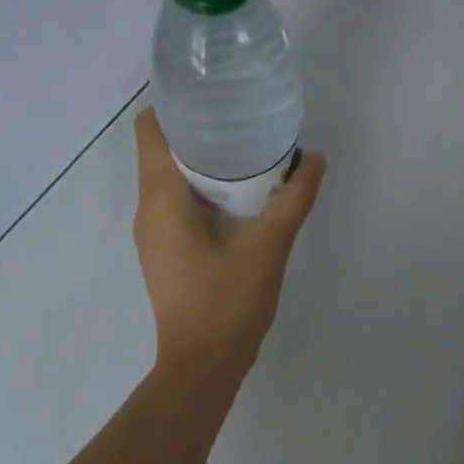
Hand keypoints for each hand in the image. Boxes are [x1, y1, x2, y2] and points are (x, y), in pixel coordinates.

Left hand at [133, 108, 325, 380]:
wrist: (203, 365)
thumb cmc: (228, 302)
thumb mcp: (269, 247)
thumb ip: (294, 200)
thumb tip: (315, 160)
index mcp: (161, 199)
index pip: (149, 129)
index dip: (175, 106)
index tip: (214, 98)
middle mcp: (147, 211)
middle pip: (161, 153)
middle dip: (199, 134)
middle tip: (243, 122)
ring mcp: (153, 237)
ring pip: (170, 183)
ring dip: (202, 167)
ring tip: (246, 156)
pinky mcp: (166, 257)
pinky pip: (176, 209)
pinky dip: (202, 196)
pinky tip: (238, 202)